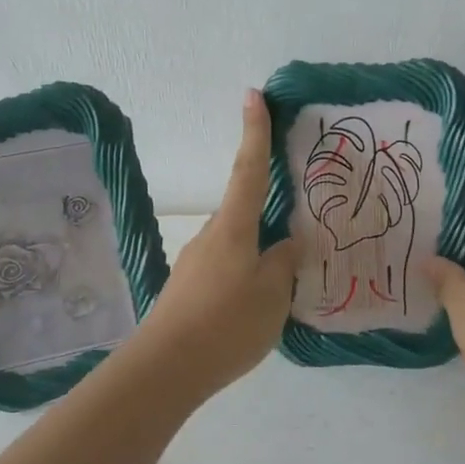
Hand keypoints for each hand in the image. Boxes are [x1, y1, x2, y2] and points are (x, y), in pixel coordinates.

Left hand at [131, 90, 299, 394]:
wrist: (166, 369)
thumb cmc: (226, 323)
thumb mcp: (273, 295)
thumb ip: (285, 264)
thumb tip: (289, 243)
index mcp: (234, 228)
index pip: (249, 169)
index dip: (255, 131)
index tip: (253, 94)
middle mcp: (211, 236)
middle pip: (246, 212)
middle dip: (269, 213)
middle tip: (298, 228)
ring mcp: (196, 263)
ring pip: (238, 246)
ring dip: (260, 254)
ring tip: (286, 284)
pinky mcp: (189, 290)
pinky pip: (228, 271)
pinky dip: (247, 276)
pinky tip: (258, 306)